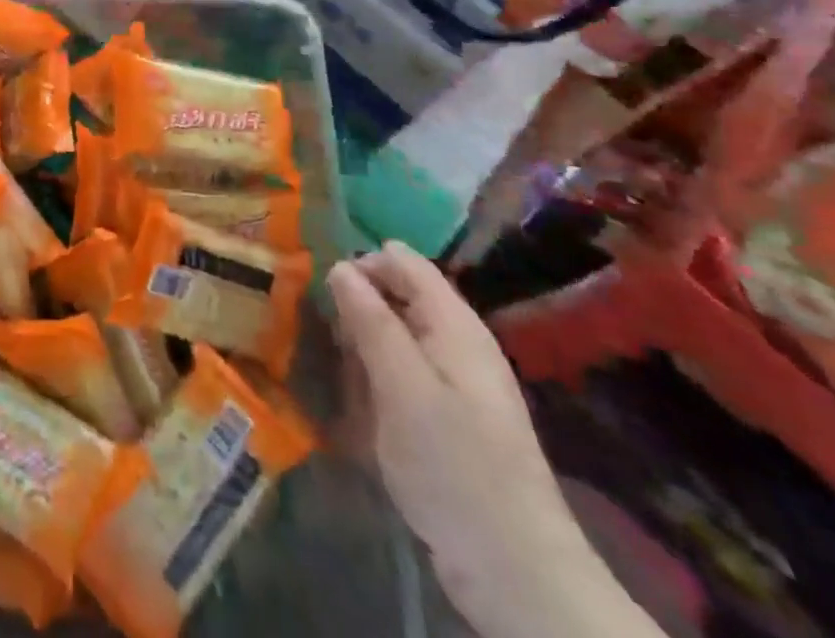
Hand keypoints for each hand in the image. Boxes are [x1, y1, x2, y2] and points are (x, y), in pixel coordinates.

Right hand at [329, 244, 640, 637]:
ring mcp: (454, 384)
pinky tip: (356, 409)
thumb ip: (371, 321)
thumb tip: (339, 266)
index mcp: (454, 324)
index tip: (320, 288)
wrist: (515, 573)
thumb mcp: (402, 386)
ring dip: (360, 349)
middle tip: (324, 336)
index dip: (361, 263)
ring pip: (394, 339)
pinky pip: (399, 378)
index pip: (402, 261)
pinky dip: (375, 383)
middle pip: (397, 297)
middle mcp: (456, 344)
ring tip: (335, 373)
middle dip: (356, 308)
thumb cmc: (454, 466)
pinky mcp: (447, 420)